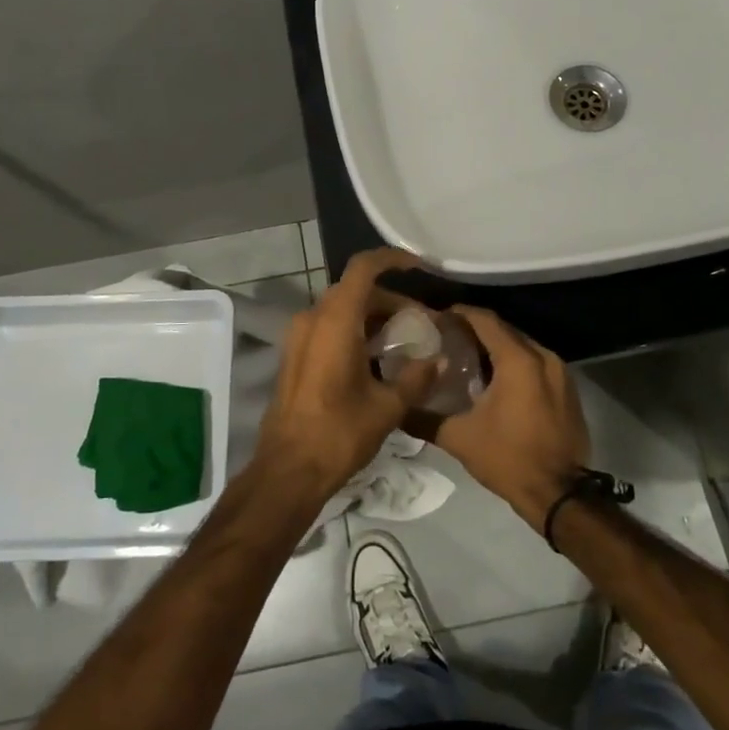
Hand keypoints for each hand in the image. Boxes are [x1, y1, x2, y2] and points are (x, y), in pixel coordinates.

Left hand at [255, 249, 438, 496]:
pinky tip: (376, 360)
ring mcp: (298, 337)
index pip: (363, 268)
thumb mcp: (387, 407)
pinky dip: (353, 331)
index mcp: (335, 321)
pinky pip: (327, 328)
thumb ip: (417, 378)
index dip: (392, 259)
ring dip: (372, 317)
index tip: (419, 266)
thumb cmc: (338, 434)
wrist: (288, 470)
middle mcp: (313, 319)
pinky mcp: (294, 355)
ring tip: (403, 343)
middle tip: (420, 323)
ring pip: (341, 309)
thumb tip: (441, 360)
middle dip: (390, 300)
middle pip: (355, 290)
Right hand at [410, 306, 589, 528]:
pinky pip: (537, 364)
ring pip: (522, 346)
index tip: (438, 318)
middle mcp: (542, 356)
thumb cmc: (508, 459)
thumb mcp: (459, 438)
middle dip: (477, 330)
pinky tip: (497, 381)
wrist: (560, 495)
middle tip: (448, 337)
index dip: (460, 314)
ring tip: (468, 358)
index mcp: (518, 360)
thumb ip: (424, 418)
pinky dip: (516, 364)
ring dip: (497, 348)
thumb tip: (397, 408)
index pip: (485, 320)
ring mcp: (560, 373)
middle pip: (504, 330)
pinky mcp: (568, 390)